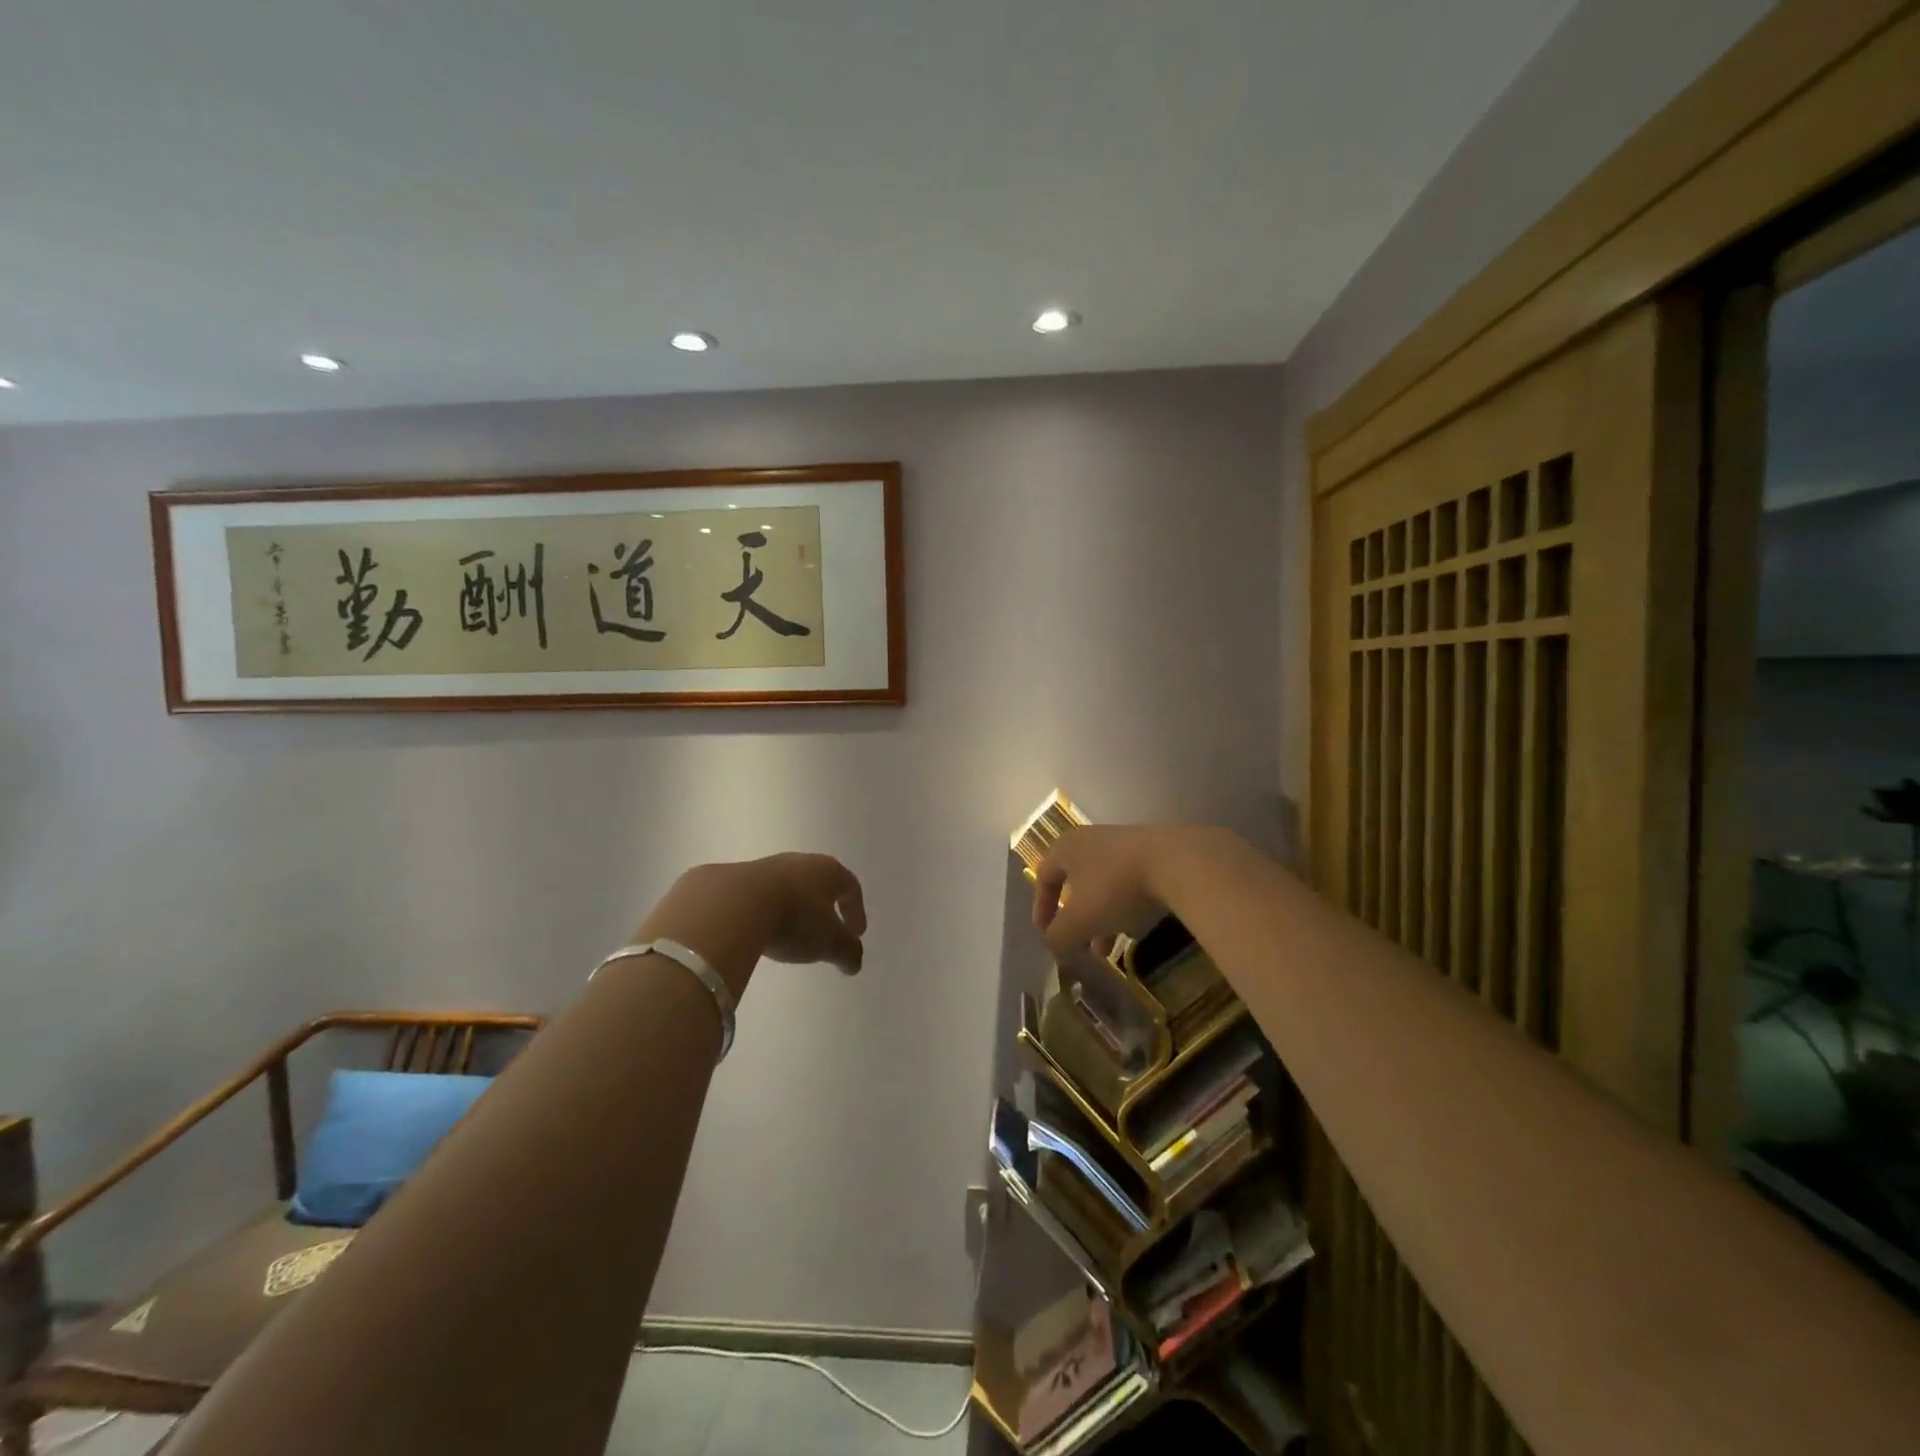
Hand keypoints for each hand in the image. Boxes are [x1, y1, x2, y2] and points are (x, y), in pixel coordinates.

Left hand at [635, 853, 867, 997]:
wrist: (732, 904)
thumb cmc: (794, 918)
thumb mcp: (830, 942)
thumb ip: (848, 952)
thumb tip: (854, 963)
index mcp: (826, 870)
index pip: (850, 886)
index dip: (856, 910)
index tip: (856, 933)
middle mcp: (797, 862)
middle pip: (817, 882)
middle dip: (824, 907)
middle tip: (825, 930)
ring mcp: (763, 867)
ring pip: (785, 888)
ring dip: (792, 909)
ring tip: (788, 936)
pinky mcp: (732, 879)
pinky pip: (756, 897)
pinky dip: (762, 913)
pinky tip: (757, 932)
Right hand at [1032, 825, 1211, 957]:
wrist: (1178, 864)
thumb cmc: (1115, 888)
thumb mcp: (1079, 920)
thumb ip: (1059, 936)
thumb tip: (1054, 946)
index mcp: (1067, 847)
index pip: (1043, 876)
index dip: (1041, 907)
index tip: (1045, 934)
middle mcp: (1092, 840)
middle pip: (1075, 883)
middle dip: (1075, 920)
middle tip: (1079, 946)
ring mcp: (1124, 844)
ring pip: (1103, 887)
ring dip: (1100, 919)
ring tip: (1108, 950)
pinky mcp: (1153, 853)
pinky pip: (1129, 884)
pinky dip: (1124, 908)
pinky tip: (1135, 931)